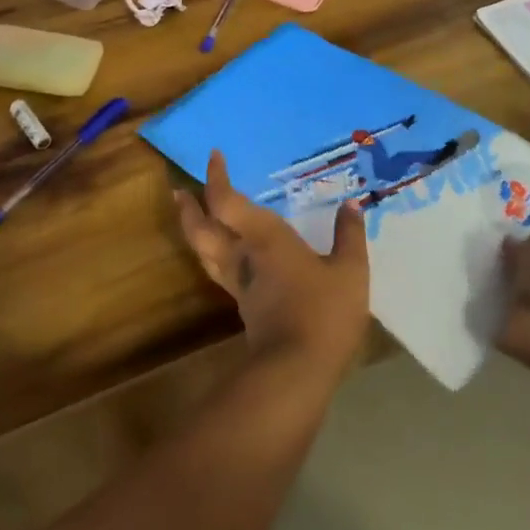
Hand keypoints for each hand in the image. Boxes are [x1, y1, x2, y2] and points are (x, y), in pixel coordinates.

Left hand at [177, 150, 369, 382]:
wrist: (297, 372)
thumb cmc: (323, 311)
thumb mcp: (349, 271)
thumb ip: (348, 236)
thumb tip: (350, 206)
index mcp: (264, 237)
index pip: (227, 201)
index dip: (216, 178)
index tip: (214, 157)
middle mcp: (243, 256)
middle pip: (202, 228)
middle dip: (189, 207)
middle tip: (179, 190)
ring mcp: (239, 285)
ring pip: (205, 252)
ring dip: (194, 231)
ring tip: (191, 217)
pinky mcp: (243, 309)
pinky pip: (221, 271)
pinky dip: (215, 255)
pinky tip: (228, 257)